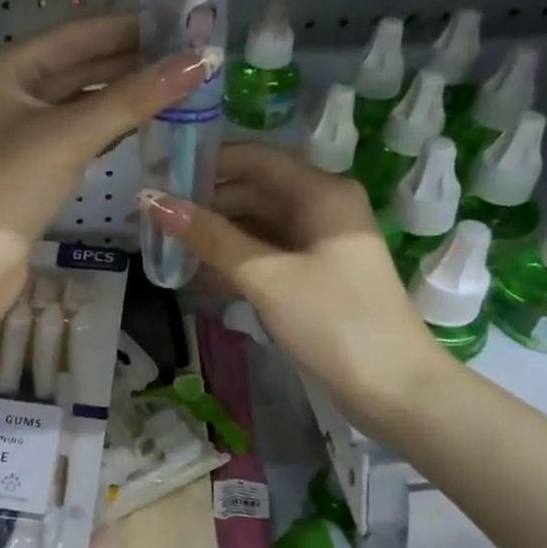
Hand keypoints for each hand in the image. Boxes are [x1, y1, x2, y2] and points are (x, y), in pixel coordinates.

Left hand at [0, 15, 213, 310]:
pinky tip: (142, 122)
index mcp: (4, 69)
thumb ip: (133, 98)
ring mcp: (17, 131)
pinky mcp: (30, 166)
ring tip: (175, 83)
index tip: (177, 20)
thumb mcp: (71, 135)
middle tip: (187, 53)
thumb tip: (198, 62)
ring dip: (122, 95)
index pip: (75, 36)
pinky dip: (107, 126)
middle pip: (77, 67)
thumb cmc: (10, 184)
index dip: (127, 27)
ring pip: (78, 103)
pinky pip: (76, 134)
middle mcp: (8, 92)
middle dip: (129, 61)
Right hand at [140, 143, 449, 417]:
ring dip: (216, 235)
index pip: (253, 159)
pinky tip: (200, 275)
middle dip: (205, 203)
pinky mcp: (317, 274)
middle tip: (152, 220)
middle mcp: (323, 207)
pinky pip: (268, 253)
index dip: (204, 164)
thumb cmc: (333, 321)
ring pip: (258, 224)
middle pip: (254, 190)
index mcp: (321, 192)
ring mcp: (321, 242)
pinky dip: (236, 260)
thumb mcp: (266, 276)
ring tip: (167, 247)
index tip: (157, 178)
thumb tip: (153, 202)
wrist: (394, 389)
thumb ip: (210, 237)